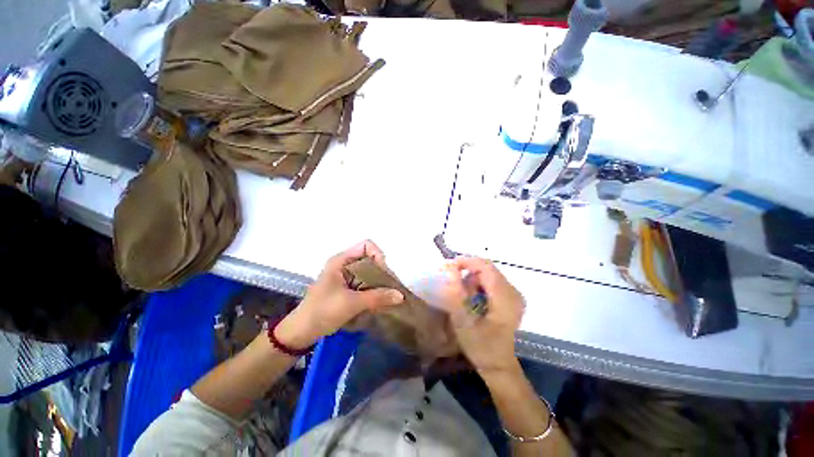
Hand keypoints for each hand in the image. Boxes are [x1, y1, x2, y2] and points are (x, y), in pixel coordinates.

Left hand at [276, 240, 403, 349]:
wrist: (301, 332)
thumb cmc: (322, 312)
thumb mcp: (351, 303)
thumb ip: (377, 297)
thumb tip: (401, 295)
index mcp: (341, 260)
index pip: (367, 245)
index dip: (378, 256)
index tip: (383, 275)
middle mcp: (345, 264)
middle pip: (370, 259)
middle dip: (382, 272)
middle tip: (390, 288)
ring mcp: (346, 276)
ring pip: (369, 272)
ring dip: (379, 283)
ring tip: (387, 296)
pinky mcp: (347, 288)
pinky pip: (365, 283)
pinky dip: (374, 290)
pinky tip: (379, 301)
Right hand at [439, 257, 524, 376]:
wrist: (498, 365)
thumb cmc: (481, 347)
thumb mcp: (463, 322)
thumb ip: (456, 294)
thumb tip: (448, 269)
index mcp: (505, 298)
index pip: (485, 267)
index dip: (466, 262)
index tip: (447, 267)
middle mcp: (513, 292)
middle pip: (487, 268)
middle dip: (466, 270)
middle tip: (449, 279)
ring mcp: (513, 294)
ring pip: (488, 273)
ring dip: (471, 278)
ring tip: (461, 294)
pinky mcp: (510, 297)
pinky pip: (491, 280)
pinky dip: (477, 284)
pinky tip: (471, 297)